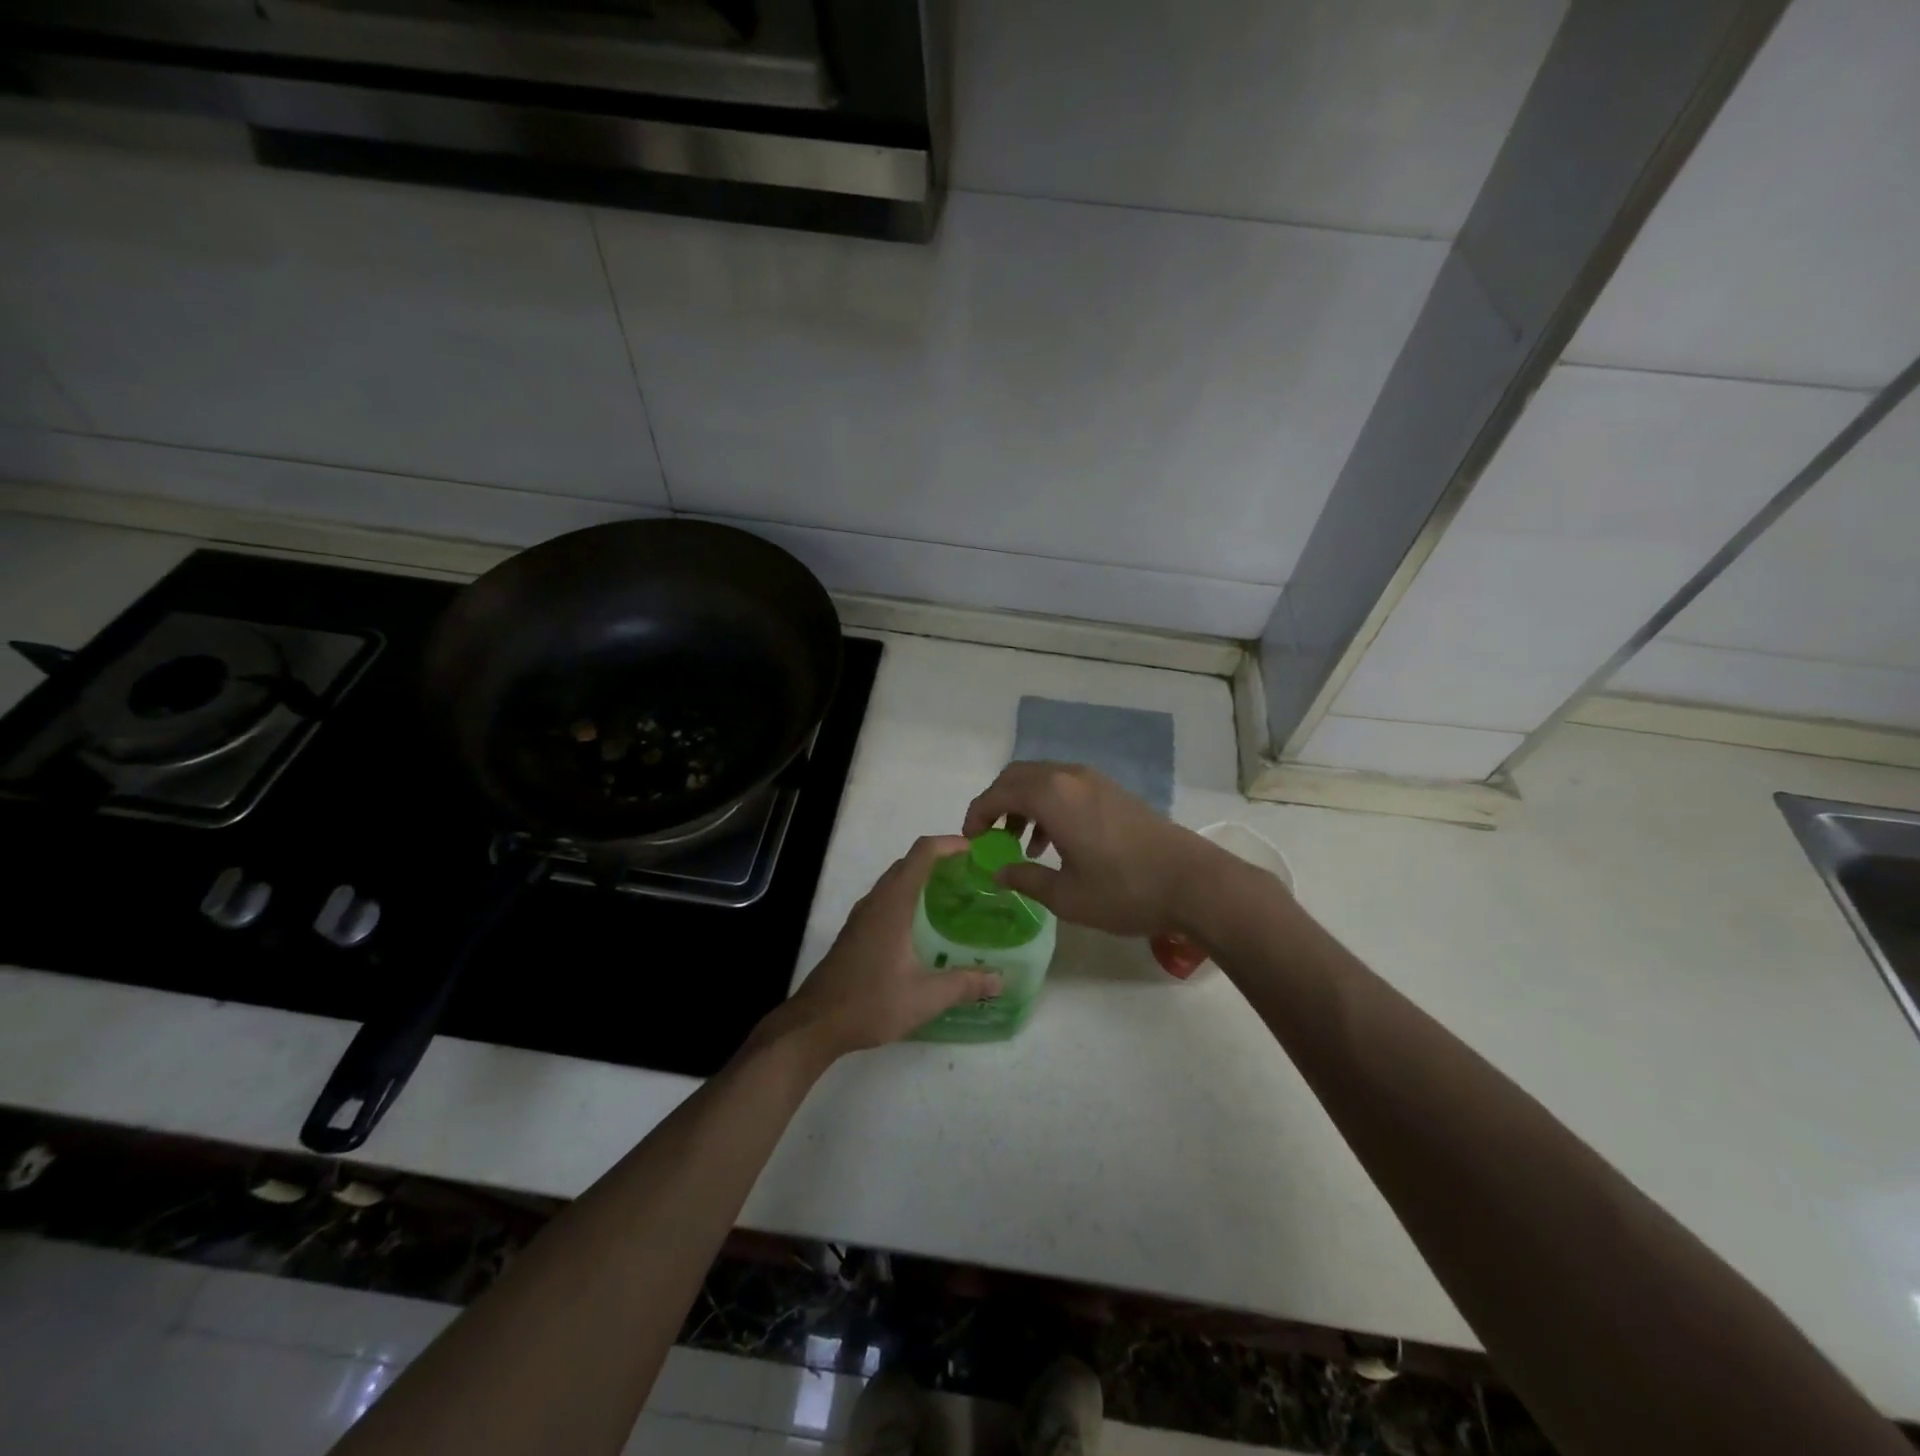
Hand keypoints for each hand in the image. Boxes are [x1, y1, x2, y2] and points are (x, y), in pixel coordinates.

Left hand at [773, 836, 1001, 1060]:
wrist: (815, 1024)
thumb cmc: (871, 1002)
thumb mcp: (925, 997)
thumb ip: (965, 984)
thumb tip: (1001, 980)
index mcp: (893, 903)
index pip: (923, 854)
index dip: (949, 844)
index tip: (976, 851)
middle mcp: (876, 901)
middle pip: (909, 863)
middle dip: (940, 861)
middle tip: (973, 877)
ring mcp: (862, 916)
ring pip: (895, 881)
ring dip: (922, 879)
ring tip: (955, 897)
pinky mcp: (856, 932)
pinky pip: (886, 899)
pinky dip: (909, 897)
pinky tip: (925, 926)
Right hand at [962, 762, 1215, 937]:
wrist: (1193, 882)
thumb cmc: (1124, 890)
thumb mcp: (1066, 895)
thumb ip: (1025, 878)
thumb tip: (998, 871)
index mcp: (1051, 796)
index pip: (997, 793)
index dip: (976, 815)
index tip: (969, 840)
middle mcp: (1069, 777)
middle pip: (1018, 777)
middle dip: (997, 804)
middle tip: (990, 837)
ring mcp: (1094, 780)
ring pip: (1043, 780)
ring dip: (1023, 805)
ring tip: (1022, 845)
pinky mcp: (1113, 791)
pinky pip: (1066, 787)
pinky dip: (1048, 805)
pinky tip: (1055, 842)